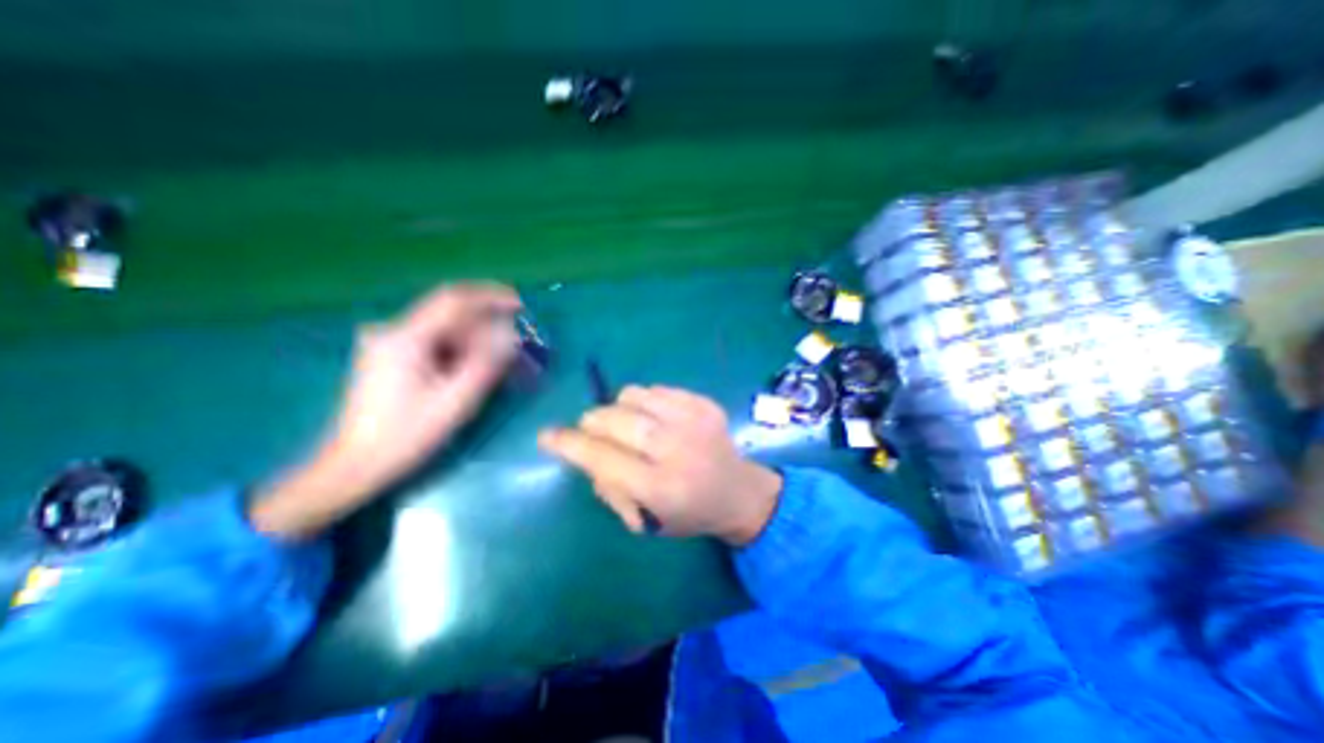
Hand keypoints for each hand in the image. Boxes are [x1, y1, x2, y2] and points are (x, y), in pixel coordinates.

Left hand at [251, 282, 520, 536]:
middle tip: (513, 344)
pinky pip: (433, 341)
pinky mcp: (390, 356)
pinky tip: (469, 368)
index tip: (520, 305)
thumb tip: (512, 335)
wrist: (355, 464)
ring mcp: (388, 343)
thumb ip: (487, 363)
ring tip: (496, 361)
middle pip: (450, 313)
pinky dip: (458, 348)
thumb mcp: (456, 400)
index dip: (491, 297)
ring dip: (474, 338)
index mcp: (406, 338)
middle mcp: (393, 331)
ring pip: (443, 328)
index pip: (454, 300)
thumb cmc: (407, 434)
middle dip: (486, 323)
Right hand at [541, 387, 783, 542]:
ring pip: (633, 395)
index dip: (570, 444)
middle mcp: (677, 448)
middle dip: (592, 421)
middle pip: (616, 419)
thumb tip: (585, 452)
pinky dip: (644, 401)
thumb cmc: (688, 513)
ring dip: (618, 407)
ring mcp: (693, 420)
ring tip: (627, 423)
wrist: (738, 491)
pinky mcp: (704, 403)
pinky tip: (655, 418)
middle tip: (591, 429)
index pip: (603, 457)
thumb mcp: (644, 520)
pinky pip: (657, 389)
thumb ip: (609, 487)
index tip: (548, 436)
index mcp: (661, 487)